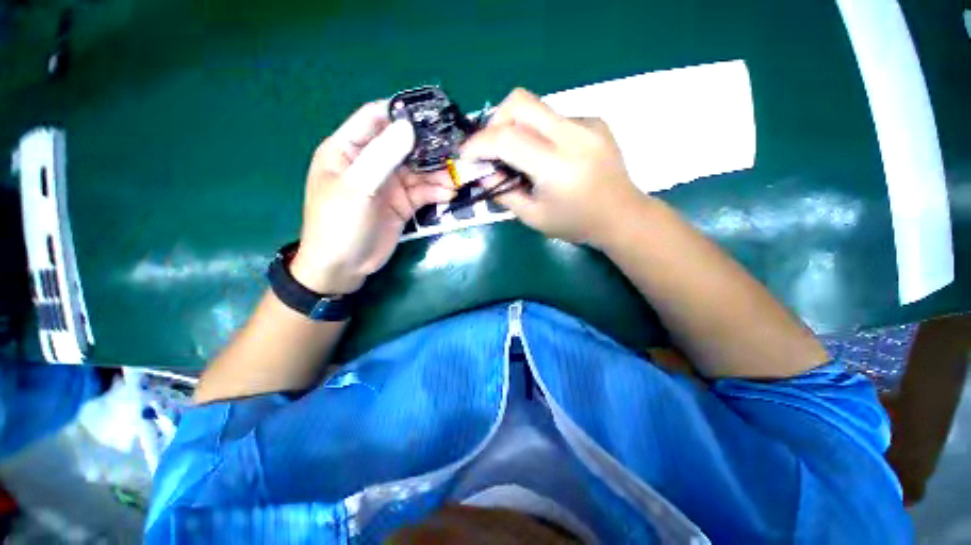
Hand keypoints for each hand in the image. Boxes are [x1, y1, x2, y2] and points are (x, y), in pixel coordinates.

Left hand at [291, 101, 455, 293]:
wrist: (344, 266)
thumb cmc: (339, 223)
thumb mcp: (357, 187)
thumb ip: (382, 156)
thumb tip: (408, 126)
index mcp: (348, 149)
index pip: (376, 118)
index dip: (403, 113)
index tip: (433, 114)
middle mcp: (371, 162)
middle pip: (405, 145)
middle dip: (430, 147)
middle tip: (458, 149)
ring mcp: (389, 184)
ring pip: (419, 171)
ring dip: (439, 173)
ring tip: (461, 176)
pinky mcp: (403, 203)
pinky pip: (423, 192)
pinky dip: (437, 191)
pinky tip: (450, 193)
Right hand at [461, 88, 642, 248]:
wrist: (622, 216)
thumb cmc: (576, 224)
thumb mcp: (533, 217)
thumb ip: (504, 193)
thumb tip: (485, 172)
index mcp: (556, 166)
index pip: (506, 138)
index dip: (478, 144)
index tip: (466, 156)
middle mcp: (572, 135)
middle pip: (519, 101)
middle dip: (494, 121)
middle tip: (492, 149)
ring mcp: (587, 124)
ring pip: (537, 108)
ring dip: (518, 129)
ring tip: (522, 157)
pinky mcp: (595, 121)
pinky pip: (555, 118)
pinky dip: (541, 134)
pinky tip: (550, 157)